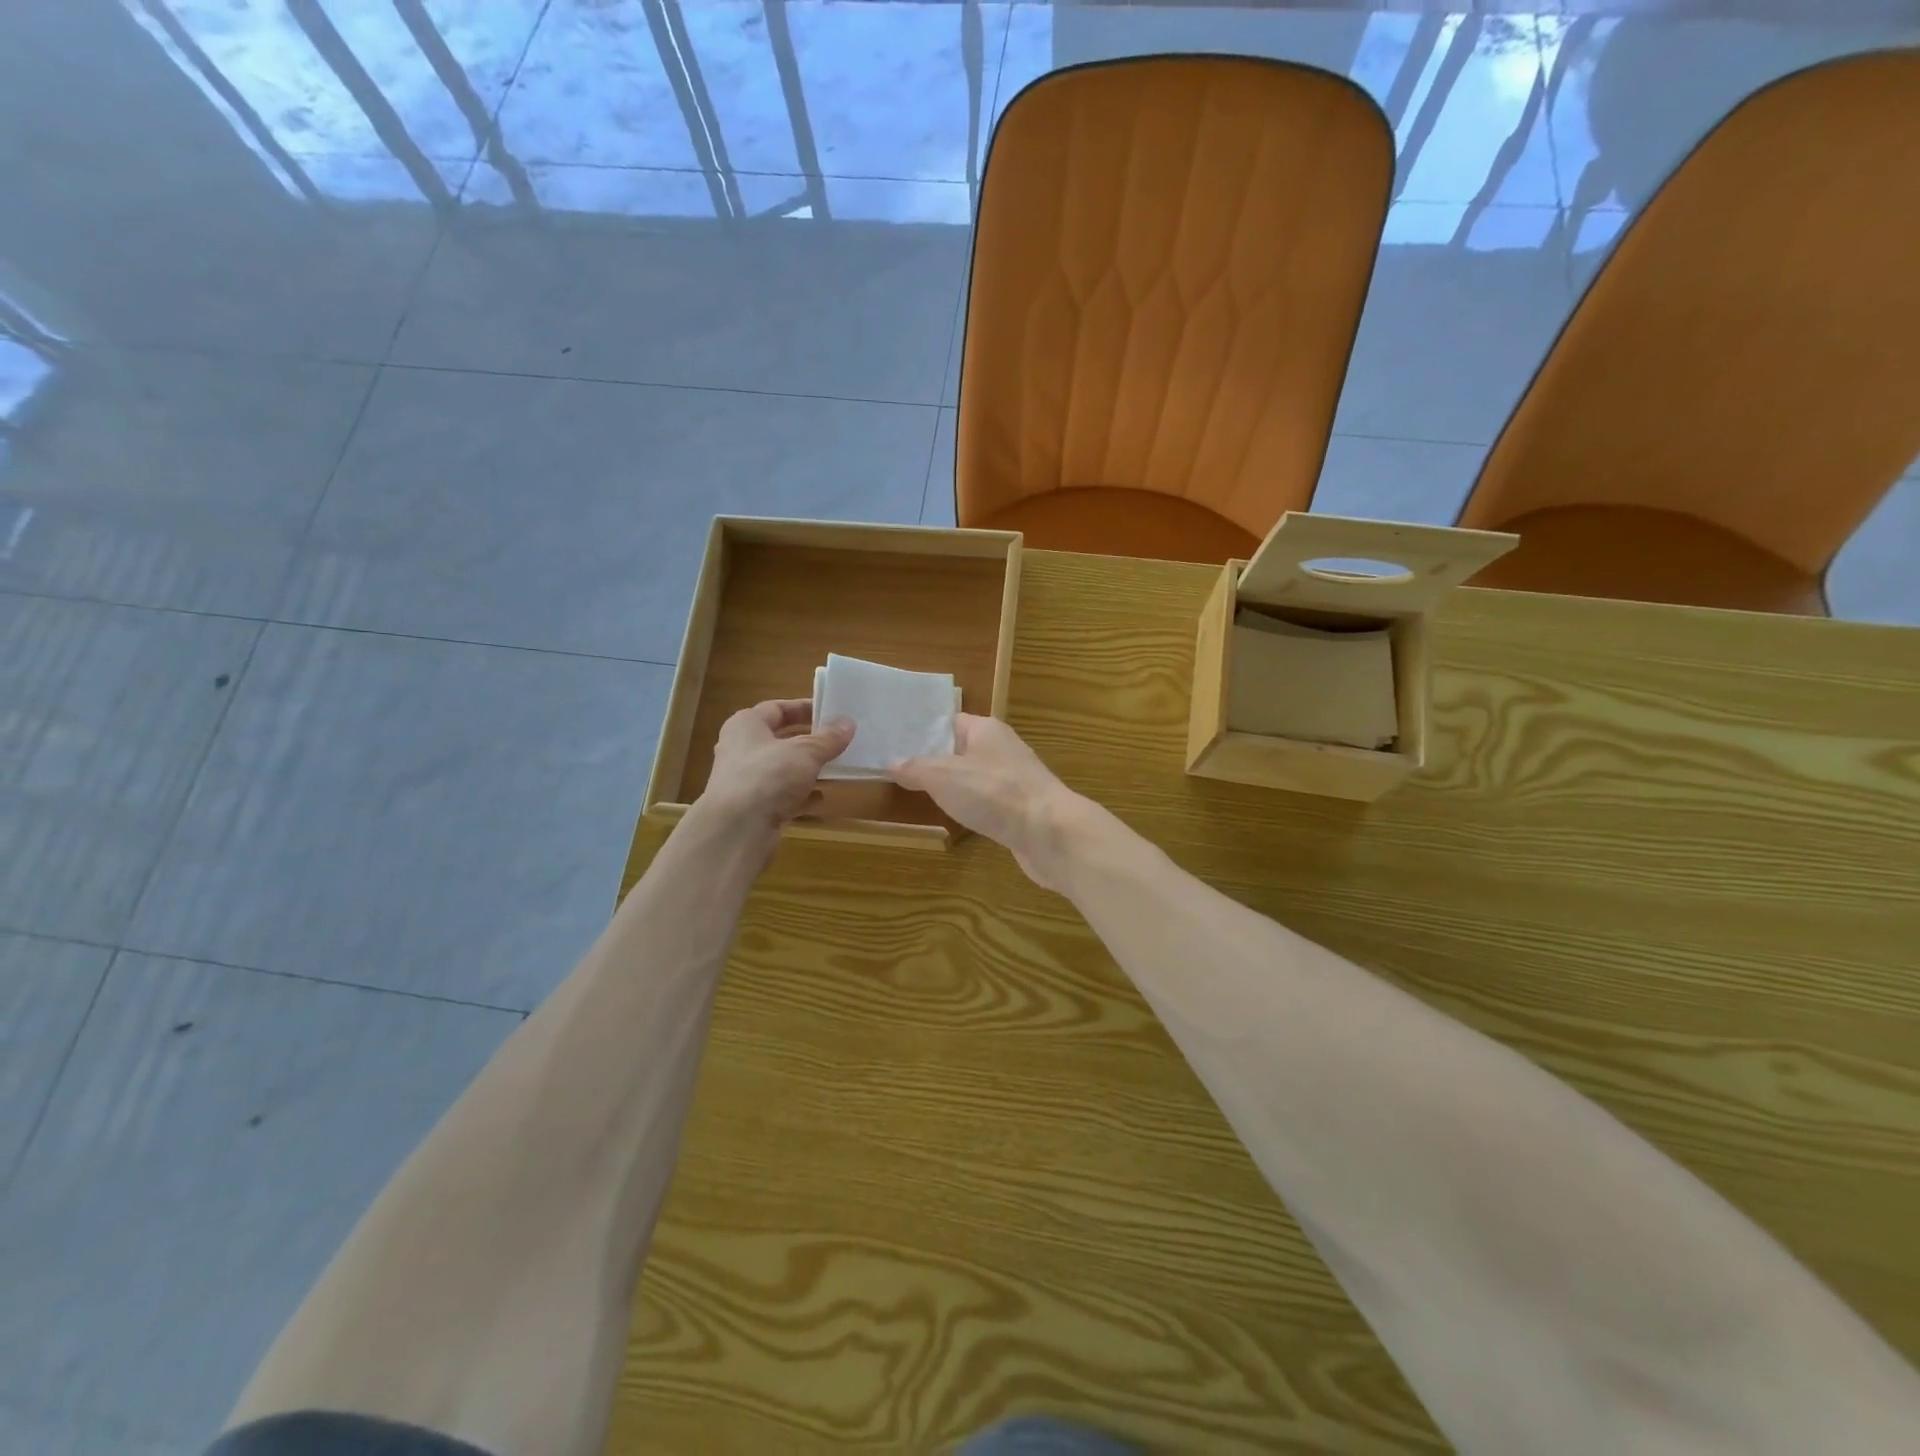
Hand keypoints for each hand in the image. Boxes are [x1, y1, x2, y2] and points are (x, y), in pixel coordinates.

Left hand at [697, 699, 853, 841]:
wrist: (737, 830)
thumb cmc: (768, 776)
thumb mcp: (805, 752)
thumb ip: (828, 738)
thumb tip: (848, 723)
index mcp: (746, 725)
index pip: (777, 708)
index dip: (803, 708)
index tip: (831, 712)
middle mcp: (741, 749)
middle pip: (780, 739)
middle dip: (809, 740)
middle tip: (838, 740)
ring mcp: (746, 781)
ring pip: (782, 768)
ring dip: (807, 768)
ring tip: (836, 767)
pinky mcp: (753, 808)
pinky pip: (782, 795)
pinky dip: (801, 795)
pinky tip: (822, 797)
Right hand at [887, 715, 1083, 890]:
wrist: (1048, 831)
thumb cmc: (993, 793)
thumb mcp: (942, 776)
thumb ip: (915, 768)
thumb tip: (891, 761)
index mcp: (986, 729)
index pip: (950, 721)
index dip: (924, 731)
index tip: (896, 742)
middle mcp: (1002, 748)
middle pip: (962, 750)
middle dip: (935, 761)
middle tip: (900, 772)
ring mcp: (1015, 779)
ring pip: (975, 777)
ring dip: (955, 787)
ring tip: (920, 795)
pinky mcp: (1021, 808)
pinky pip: (988, 801)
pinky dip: (972, 807)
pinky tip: (957, 818)